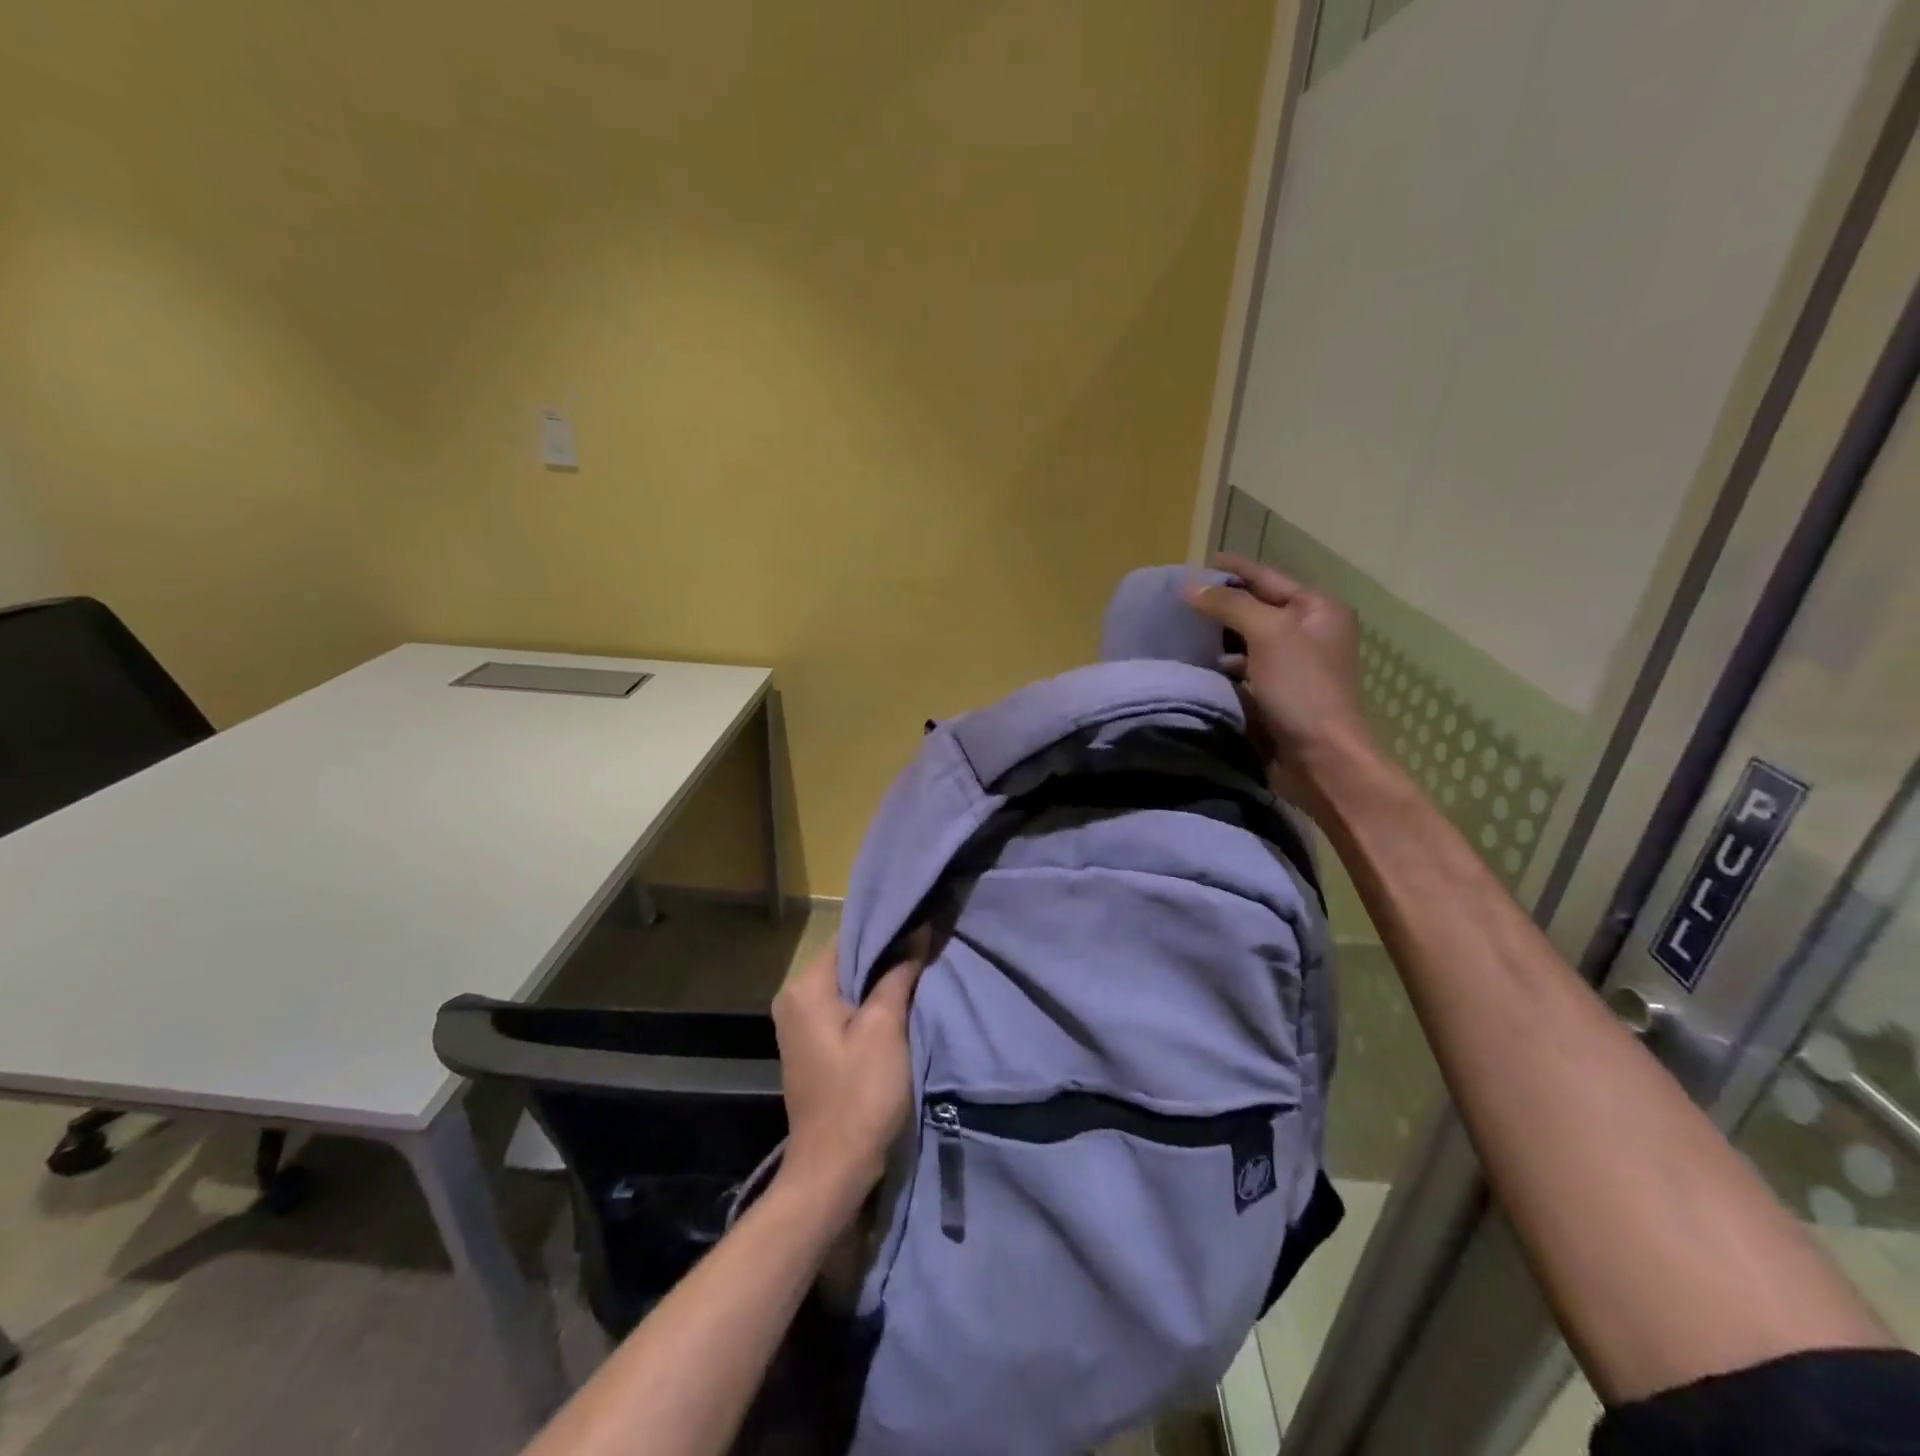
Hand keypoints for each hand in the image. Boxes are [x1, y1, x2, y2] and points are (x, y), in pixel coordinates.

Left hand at [771, 934, 924, 1207]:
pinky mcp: (812, 1044)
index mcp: (805, 988)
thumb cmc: (860, 1095)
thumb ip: (898, 974)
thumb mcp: (885, 1028)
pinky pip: (844, 1008)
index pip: (849, 937)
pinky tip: (899, 1003)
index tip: (923, 925)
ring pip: (848, 985)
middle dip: (887, 956)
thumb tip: (917, 932)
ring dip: (881, 981)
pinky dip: (869, 1004)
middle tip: (928, 947)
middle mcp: (794, 998)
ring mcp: (800, 1023)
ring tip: (920, 971)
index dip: (888, 930)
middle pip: (848, 960)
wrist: (833, 1169)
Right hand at [1185, 553, 1377, 813]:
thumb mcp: (1268, 634)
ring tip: (1181, 631)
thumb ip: (1229, 605)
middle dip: (1222, 603)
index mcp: (1317, 609)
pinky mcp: (1278, 695)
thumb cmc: (1302, 688)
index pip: (1268, 577)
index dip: (1234, 568)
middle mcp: (1309, 633)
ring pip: (1248, 640)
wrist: (1321, 758)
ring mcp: (1294, 666)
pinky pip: (1245, 669)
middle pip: (1258, 607)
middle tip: (1180, 599)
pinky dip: (1224, 665)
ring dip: (1218, 636)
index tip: (1199, 562)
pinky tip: (1200, 666)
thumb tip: (1189, 587)